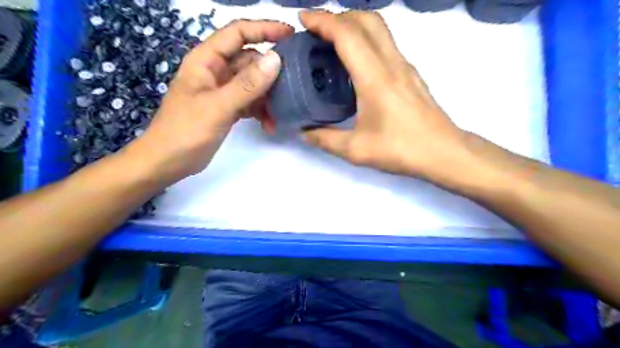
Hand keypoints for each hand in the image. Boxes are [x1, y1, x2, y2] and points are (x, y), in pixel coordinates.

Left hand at [125, 19, 292, 183]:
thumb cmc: (185, 131)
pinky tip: (268, 124)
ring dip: (268, 97)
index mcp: (206, 60)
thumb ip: (247, 84)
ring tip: (278, 113)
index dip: (264, 29)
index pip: (238, 33)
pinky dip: (261, 111)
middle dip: (270, 73)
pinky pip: (251, 102)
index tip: (290, 35)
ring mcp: (222, 90)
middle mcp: (216, 71)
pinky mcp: (228, 108)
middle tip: (292, 85)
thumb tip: (276, 59)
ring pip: (253, 83)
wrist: (169, 162)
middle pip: (250, 60)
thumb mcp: (218, 106)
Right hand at [298, 10, 467, 181]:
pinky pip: (386, 44)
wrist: (444, 152)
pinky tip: (355, 63)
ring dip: (353, 25)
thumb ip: (325, 139)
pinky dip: (366, 40)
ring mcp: (404, 66)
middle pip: (367, 20)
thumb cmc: (401, 150)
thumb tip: (305, 132)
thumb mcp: (356, 149)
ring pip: (379, 28)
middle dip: (338, 16)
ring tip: (331, 42)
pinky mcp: (410, 74)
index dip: (323, 21)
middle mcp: (392, 63)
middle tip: (316, 29)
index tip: (303, 20)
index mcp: (375, 78)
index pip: (348, 35)